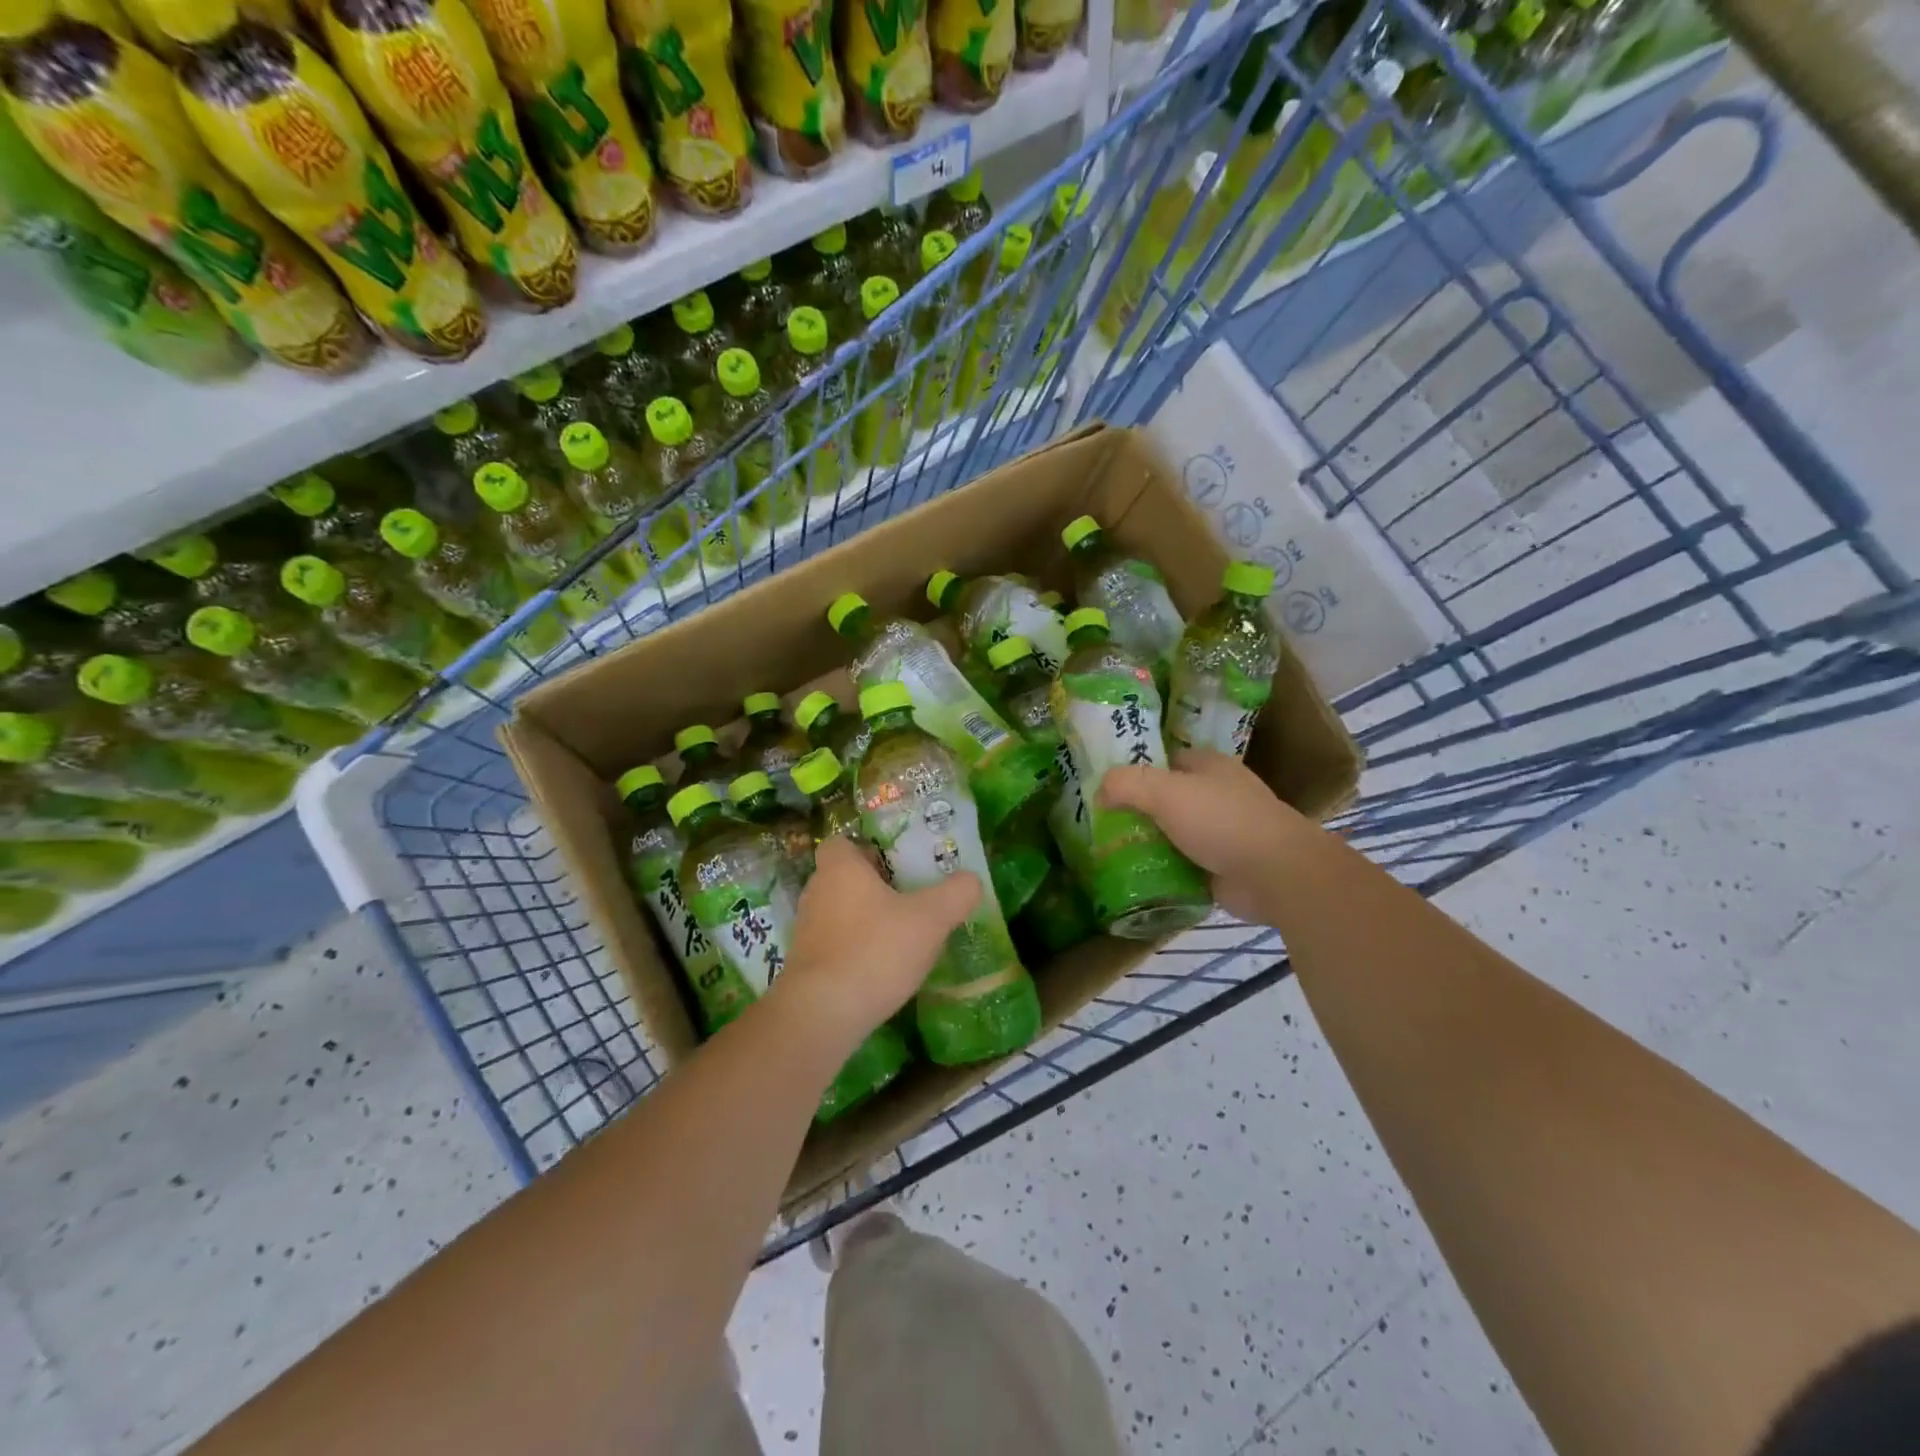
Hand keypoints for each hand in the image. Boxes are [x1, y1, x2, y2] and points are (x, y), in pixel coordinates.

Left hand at [770, 837, 980, 1053]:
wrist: (823, 1013)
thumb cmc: (876, 949)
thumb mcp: (931, 919)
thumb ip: (956, 894)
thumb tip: (971, 880)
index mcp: (840, 868)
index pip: (843, 842)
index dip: (867, 848)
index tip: (896, 863)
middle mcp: (816, 892)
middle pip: (843, 877)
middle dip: (872, 886)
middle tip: (908, 897)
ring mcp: (806, 930)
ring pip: (839, 912)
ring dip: (864, 920)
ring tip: (899, 935)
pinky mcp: (805, 965)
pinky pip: (834, 945)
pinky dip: (855, 950)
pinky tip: (881, 968)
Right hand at [1098, 749, 1311, 926]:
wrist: (1275, 874)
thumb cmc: (1221, 820)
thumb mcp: (1165, 791)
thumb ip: (1126, 784)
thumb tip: (1098, 792)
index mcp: (1209, 766)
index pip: (1165, 759)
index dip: (1136, 769)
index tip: (1105, 786)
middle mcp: (1217, 795)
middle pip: (1167, 798)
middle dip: (1137, 810)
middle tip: (1100, 823)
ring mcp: (1222, 832)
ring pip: (1173, 833)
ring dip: (1148, 843)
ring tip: (1108, 852)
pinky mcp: (1222, 867)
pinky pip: (1183, 864)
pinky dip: (1163, 870)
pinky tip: (1135, 877)